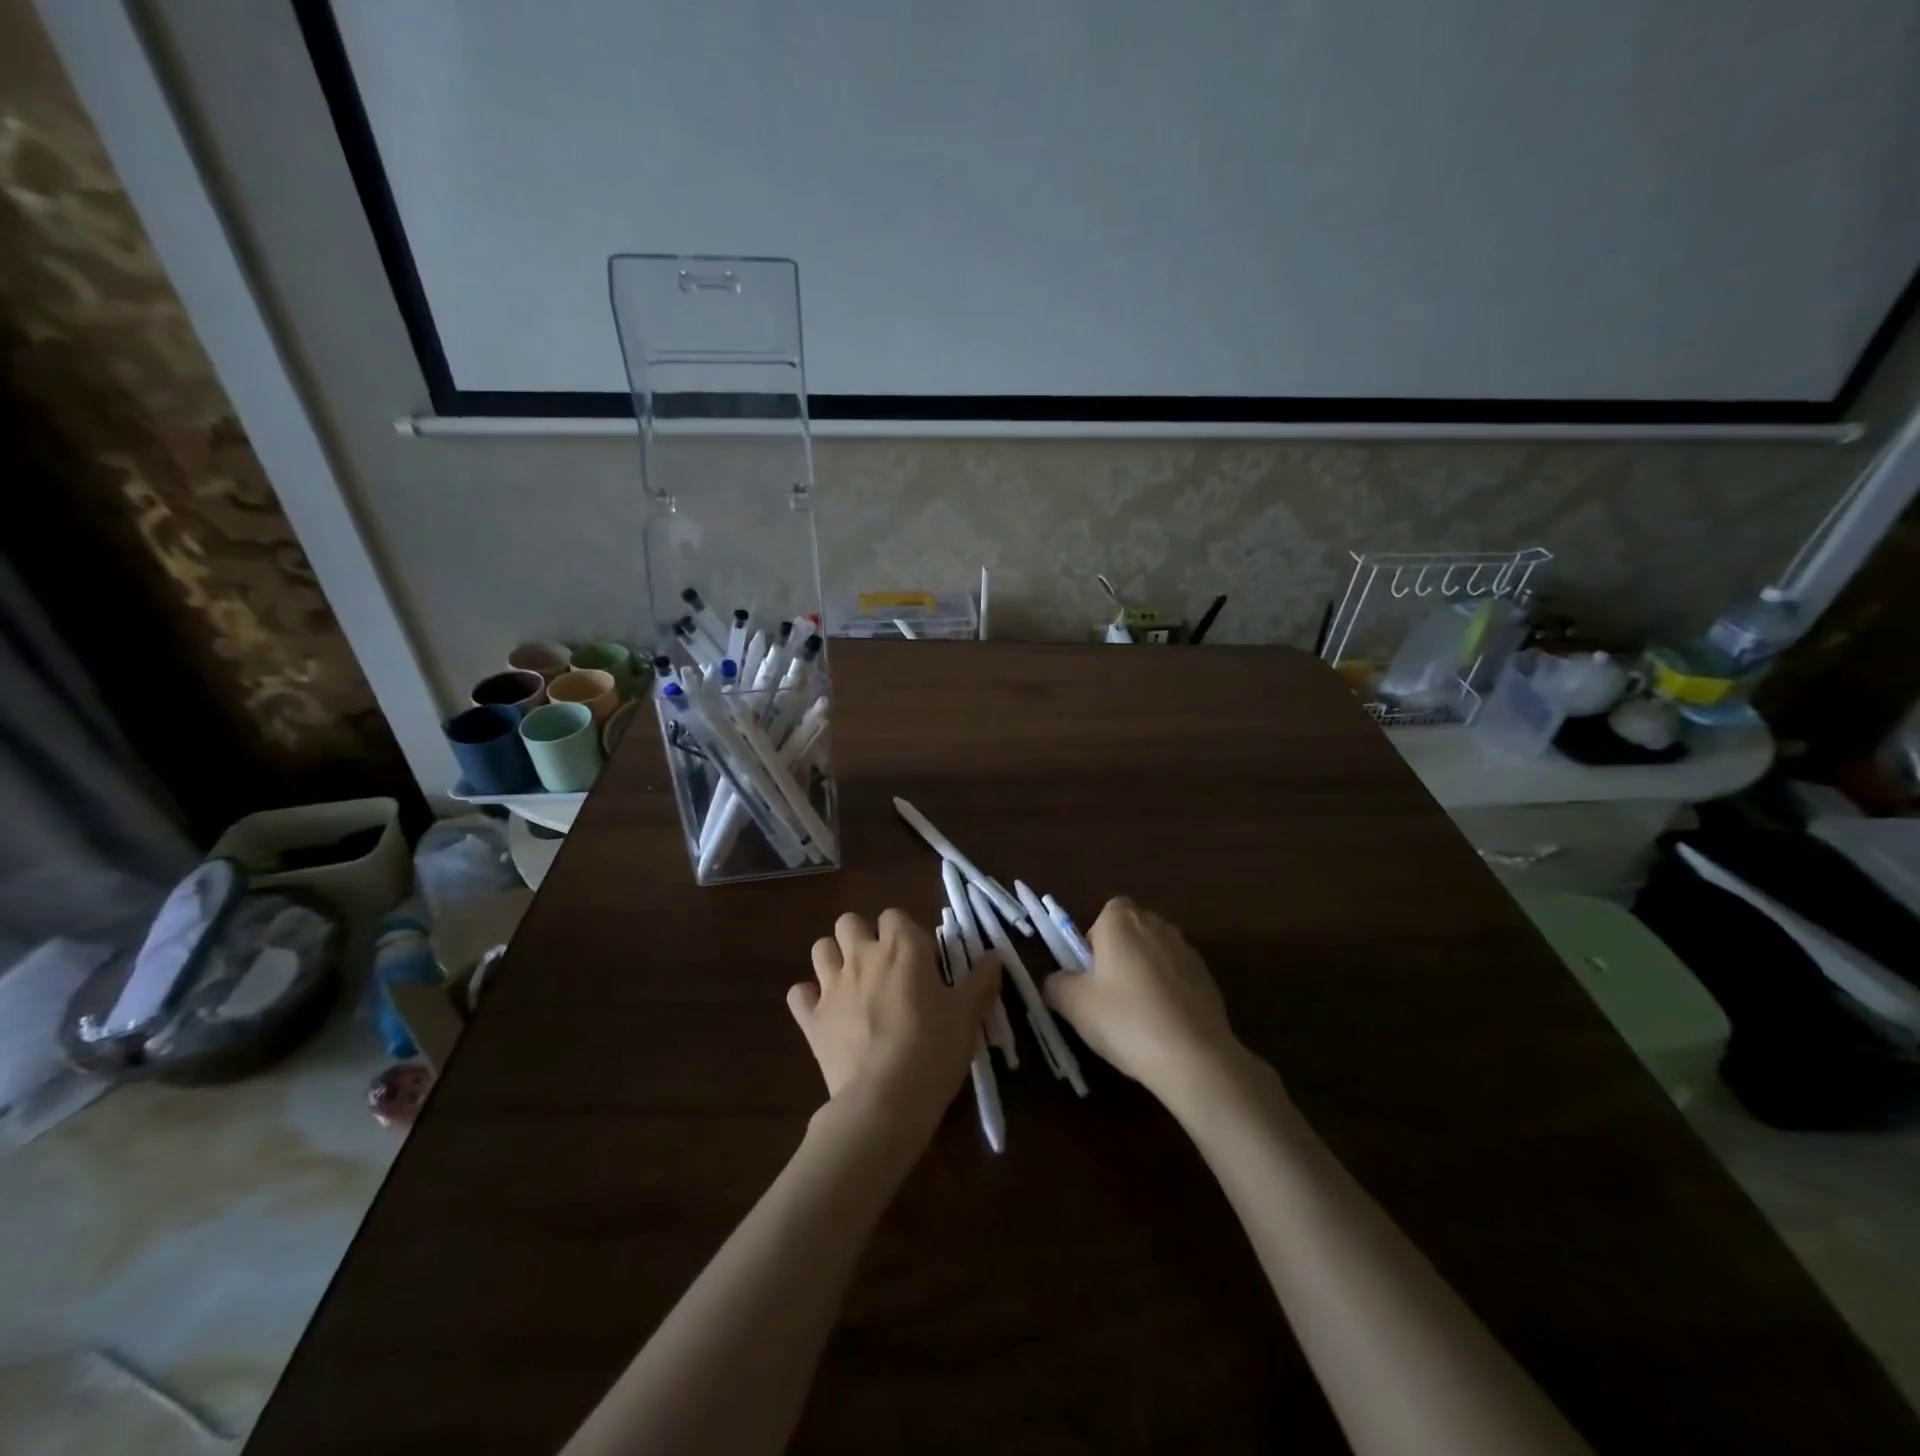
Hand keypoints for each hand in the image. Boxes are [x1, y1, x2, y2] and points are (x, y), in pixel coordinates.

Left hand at [789, 909, 1001, 1131]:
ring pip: (820, 949)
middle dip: (862, 936)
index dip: (907, 934)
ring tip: (853, 983)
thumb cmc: (933, 1049)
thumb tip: (995, 956)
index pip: (895, 916)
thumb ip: (981, 981)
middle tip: (883, 967)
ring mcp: (831, 986)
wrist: (885, 1100)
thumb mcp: (968, 1016)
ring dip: (834, 959)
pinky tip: (825, 1013)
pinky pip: (799, 994)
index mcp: (901, 947)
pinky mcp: (810, 1019)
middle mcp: (862, 955)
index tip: (923, 963)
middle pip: (849, 922)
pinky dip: (809, 999)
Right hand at [1043, 897, 1242, 1102]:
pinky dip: (1169, 992)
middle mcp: (1156, 925)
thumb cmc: (1125, 1020)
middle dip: (1120, 954)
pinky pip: (1178, 976)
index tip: (1090, 973)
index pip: (1105, 913)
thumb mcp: (1073, 1005)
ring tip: (1138, 1014)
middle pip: (1132, 931)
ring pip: (1156, 953)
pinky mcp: (1208, 978)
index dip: (1095, 940)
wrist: (1194, 1057)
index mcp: (1121, 922)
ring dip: (1146, 972)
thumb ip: (1056, 984)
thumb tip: (1056, 980)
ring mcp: (1187, 950)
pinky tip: (1165, 1026)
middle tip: (1108, 993)